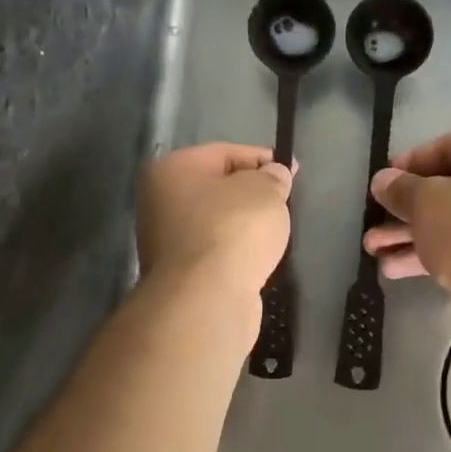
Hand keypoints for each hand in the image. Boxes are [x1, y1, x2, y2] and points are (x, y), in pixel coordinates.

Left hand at [137, 143, 293, 300]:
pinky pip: (215, 251)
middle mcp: (159, 201)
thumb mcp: (265, 191)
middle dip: (251, 194)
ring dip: (243, 226)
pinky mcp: (178, 274)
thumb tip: (274, 175)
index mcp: (171, 169)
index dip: (262, 159)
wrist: (206, 299)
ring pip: (215, 222)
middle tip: (284, 203)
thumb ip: (273, 177)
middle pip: (217, 188)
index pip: (225, 153)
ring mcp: (165, 241)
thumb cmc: (233, 229)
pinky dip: (235, 252)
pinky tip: (256, 259)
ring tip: (274, 233)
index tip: (291, 171)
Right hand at [364, 129, 450, 302]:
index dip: (407, 165)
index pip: (446, 147)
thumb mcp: (426, 203)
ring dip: (416, 236)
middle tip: (374, 228)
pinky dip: (440, 253)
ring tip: (377, 254)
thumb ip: (400, 188)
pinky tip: (399, 270)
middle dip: (406, 211)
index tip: (382, 185)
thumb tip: (384, 180)